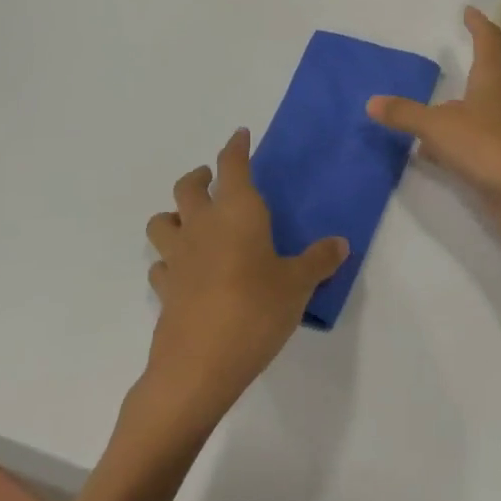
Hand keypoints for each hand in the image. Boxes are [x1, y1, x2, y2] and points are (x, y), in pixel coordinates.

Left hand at [141, 129, 347, 433]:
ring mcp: (178, 258)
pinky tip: (185, 270)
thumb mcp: (298, 285)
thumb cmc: (255, 311)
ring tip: (190, 220)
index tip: (240, 134)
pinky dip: (171, 259)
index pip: (233, 166)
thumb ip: (319, 261)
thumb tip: (340, 244)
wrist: (199, 366)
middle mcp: (202, 226)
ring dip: (174, 213)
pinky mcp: (165, 290)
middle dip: (200, 176)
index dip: (235, 147)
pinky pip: (161, 264)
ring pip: (162, 221)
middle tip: (212, 178)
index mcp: (237, 213)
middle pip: (187, 187)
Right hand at [367, 7, 500, 238]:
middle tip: (457, 59)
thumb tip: (372, 102)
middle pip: (493, 72)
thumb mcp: (438, 127)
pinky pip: (482, 137)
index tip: (469, 11)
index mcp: (494, 78)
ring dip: (465, 106)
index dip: (478, 24)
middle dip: (476, 65)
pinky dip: (462, 137)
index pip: (488, 40)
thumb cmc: (488, 147)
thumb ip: (405, 114)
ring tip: (436, 110)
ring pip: (487, 107)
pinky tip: (438, 152)